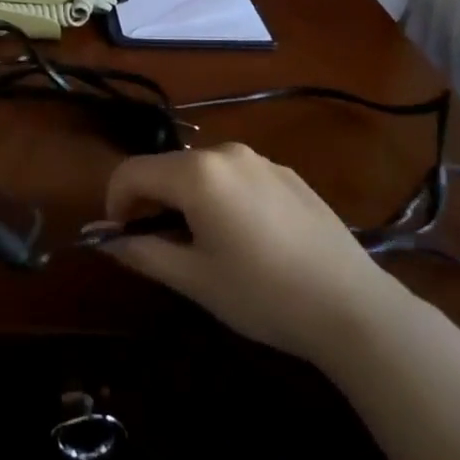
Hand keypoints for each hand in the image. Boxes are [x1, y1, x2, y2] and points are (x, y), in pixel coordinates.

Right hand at [90, 143, 396, 363]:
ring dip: (185, 199)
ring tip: (204, 244)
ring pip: (201, 171)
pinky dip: (220, 197)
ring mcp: (261, 160)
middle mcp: (226, 153)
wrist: (353, 306)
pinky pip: (235, 176)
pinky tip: (246, 238)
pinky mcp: (287, 174)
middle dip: (150, 201)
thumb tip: (106, 240)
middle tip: (160, 246)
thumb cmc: (263, 294)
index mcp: (196, 174)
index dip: (115, 204)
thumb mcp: (194, 279)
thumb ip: (142, 252)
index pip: (131, 172)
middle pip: (166, 167)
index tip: (122, 238)